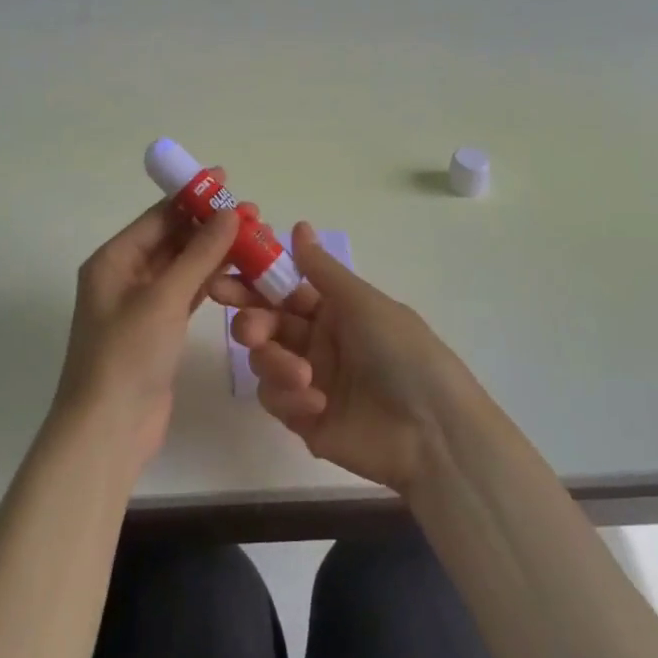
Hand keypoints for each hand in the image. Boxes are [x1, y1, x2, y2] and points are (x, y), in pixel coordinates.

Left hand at [56, 179, 240, 464]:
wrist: (108, 430)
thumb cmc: (128, 354)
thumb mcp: (164, 298)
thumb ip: (199, 254)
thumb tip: (229, 213)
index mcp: (113, 259)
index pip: (157, 216)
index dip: (192, 197)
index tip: (227, 180)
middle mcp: (124, 275)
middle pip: (172, 239)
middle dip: (209, 226)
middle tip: (253, 215)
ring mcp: (141, 304)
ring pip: (183, 266)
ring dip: (214, 253)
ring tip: (254, 240)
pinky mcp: (158, 330)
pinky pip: (187, 293)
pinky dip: (210, 281)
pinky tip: (239, 272)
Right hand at [211, 221, 466, 493]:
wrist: (433, 432)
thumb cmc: (402, 353)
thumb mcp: (363, 303)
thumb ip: (321, 270)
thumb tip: (299, 225)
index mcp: (333, 310)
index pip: (281, 290)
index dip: (253, 281)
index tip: (224, 276)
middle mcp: (317, 341)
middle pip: (265, 324)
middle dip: (251, 322)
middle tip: (248, 328)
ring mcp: (308, 381)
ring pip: (264, 361)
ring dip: (275, 362)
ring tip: (300, 375)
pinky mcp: (303, 419)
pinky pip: (276, 399)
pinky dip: (289, 397)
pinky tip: (316, 402)